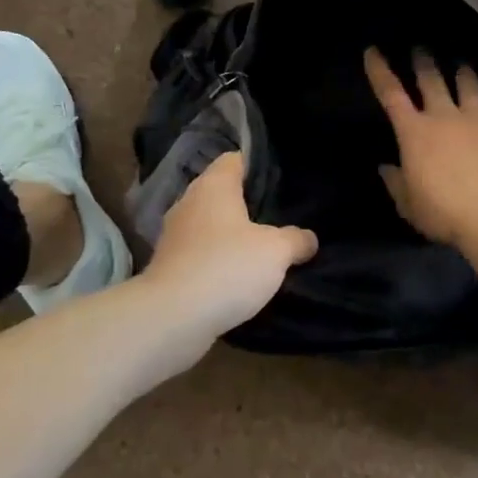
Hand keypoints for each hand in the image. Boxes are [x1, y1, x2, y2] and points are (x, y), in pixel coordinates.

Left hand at [141, 151, 317, 349]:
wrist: (171, 318)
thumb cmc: (226, 268)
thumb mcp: (276, 252)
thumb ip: (296, 240)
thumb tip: (308, 239)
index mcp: (213, 186)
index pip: (235, 159)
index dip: (259, 166)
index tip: (283, 180)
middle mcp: (189, 203)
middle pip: (223, 193)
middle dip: (249, 204)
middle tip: (282, 216)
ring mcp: (175, 236)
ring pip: (211, 226)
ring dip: (233, 236)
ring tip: (265, 249)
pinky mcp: (170, 267)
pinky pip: (202, 254)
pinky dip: (219, 262)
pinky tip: (241, 278)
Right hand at [364, 48, 477, 267]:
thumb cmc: (445, 215)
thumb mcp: (409, 206)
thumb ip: (396, 183)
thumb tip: (387, 167)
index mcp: (414, 133)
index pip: (390, 94)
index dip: (380, 70)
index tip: (373, 51)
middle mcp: (445, 116)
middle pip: (431, 79)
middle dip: (424, 62)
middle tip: (421, 50)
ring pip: (470, 84)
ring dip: (465, 73)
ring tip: (463, 66)